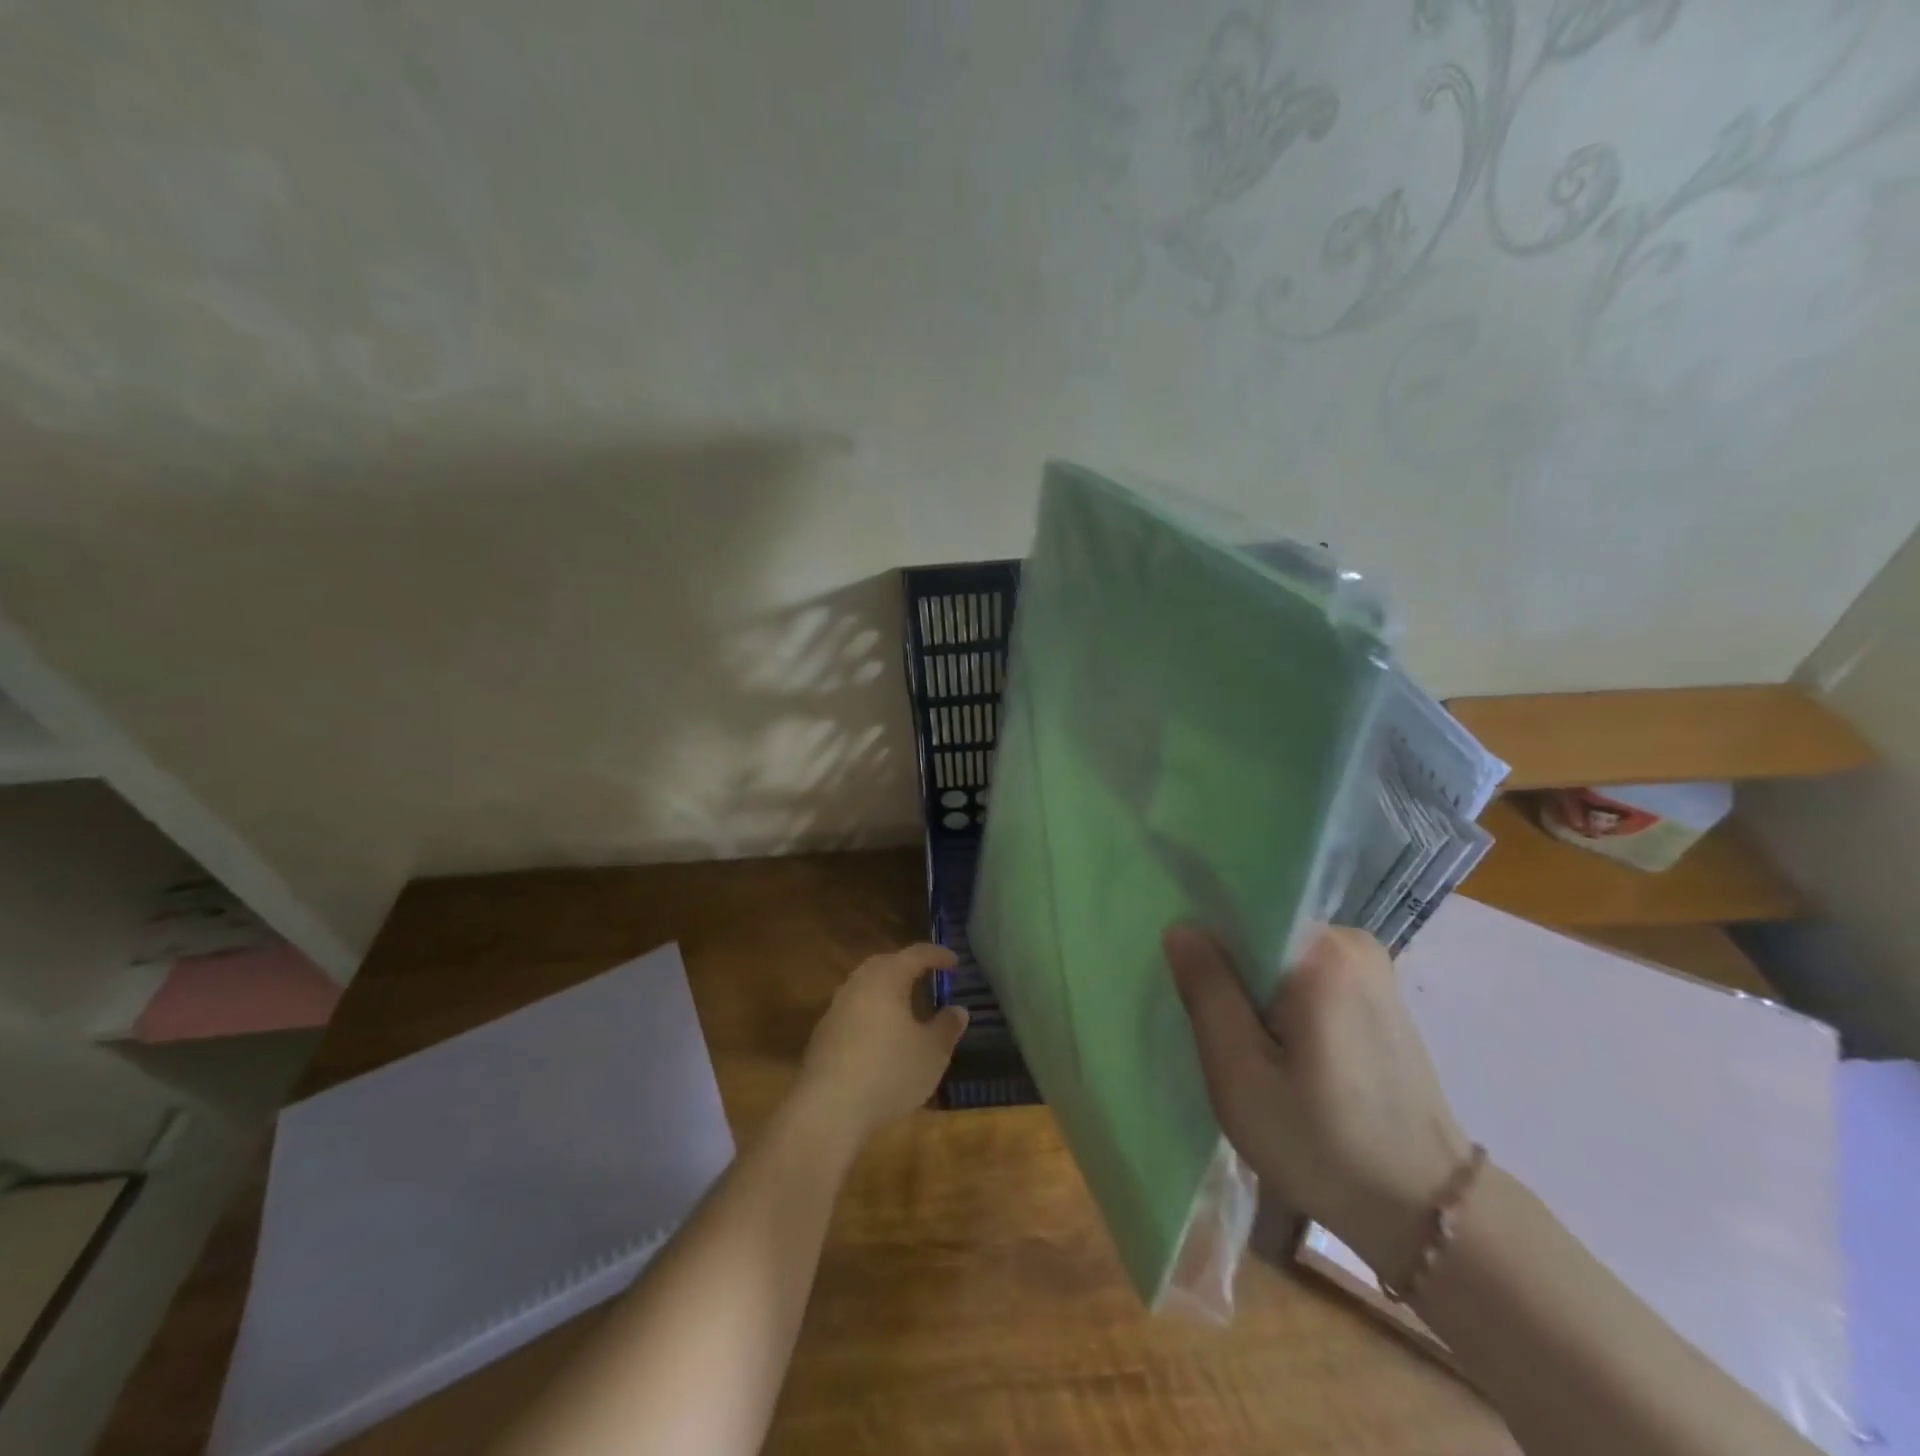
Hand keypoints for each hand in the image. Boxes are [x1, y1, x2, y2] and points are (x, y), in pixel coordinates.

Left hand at [794, 943, 968, 1142]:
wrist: (828, 1109)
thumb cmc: (889, 1072)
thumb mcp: (932, 1053)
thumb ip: (946, 1028)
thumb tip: (958, 1010)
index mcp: (886, 979)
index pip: (915, 955)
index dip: (936, 955)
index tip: (954, 961)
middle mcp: (858, 985)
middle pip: (884, 964)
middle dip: (905, 966)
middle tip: (925, 975)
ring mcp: (835, 1009)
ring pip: (864, 987)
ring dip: (885, 990)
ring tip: (904, 1005)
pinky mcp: (822, 1035)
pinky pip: (852, 1011)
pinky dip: (870, 1013)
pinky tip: (879, 1036)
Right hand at [1165, 924, 1471, 1280]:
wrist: (1426, 1212)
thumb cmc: (1322, 1144)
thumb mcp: (1240, 1073)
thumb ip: (1207, 991)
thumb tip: (1181, 927)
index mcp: (1323, 951)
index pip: (1243, 910)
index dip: (1205, 938)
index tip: (1183, 977)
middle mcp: (1353, 943)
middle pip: (1263, 933)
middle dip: (1229, 969)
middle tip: (1206, 1022)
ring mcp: (1371, 969)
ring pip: (1282, 958)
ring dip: (1253, 990)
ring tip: (1239, 1042)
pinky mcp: (1378, 997)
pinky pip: (1307, 977)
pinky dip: (1281, 1002)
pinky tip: (1275, 1049)